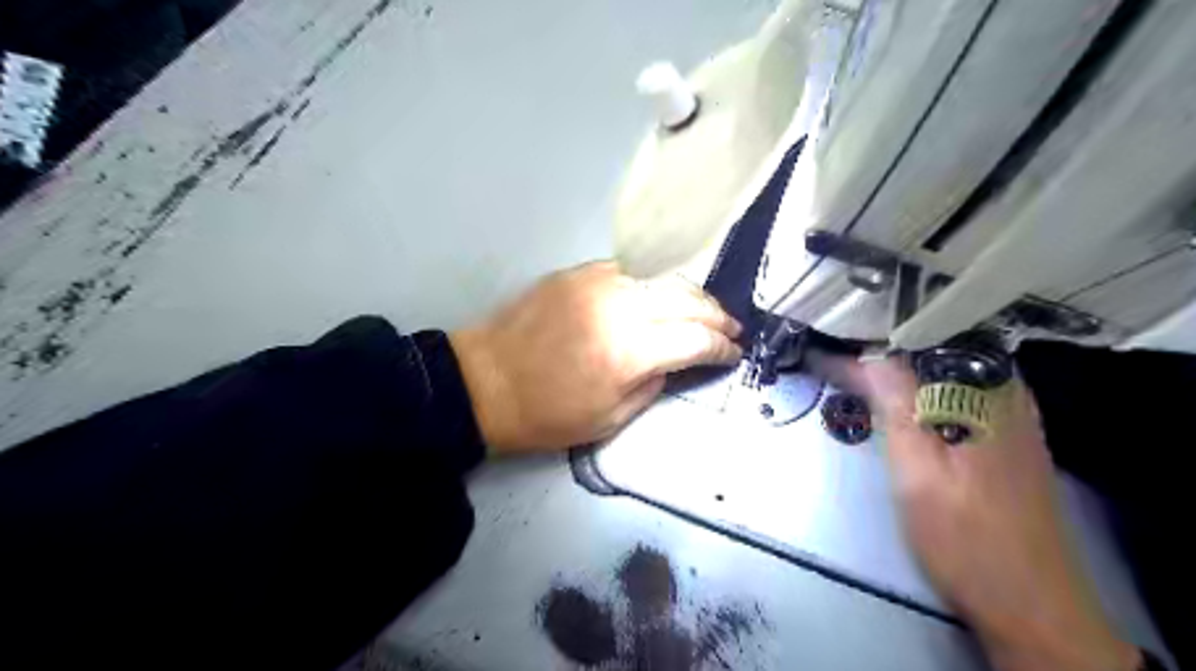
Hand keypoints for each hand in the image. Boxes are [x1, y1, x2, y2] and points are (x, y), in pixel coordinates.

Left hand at [453, 263, 745, 456]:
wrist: (484, 381)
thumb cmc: (545, 414)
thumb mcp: (608, 420)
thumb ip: (652, 385)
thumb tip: (673, 360)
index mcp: (628, 352)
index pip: (695, 339)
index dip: (721, 346)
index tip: (733, 353)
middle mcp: (619, 307)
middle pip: (686, 299)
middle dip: (716, 314)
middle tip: (731, 328)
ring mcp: (597, 282)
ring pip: (662, 277)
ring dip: (691, 293)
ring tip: (706, 309)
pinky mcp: (578, 272)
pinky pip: (631, 270)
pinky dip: (655, 281)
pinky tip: (662, 293)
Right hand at [861, 359, 1136, 670]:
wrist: (1031, 605)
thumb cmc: (966, 539)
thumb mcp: (919, 472)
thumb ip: (896, 409)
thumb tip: (869, 357)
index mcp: (985, 394)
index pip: (914, 348)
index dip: (868, 345)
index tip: (826, 349)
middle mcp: (1005, 393)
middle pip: (934, 352)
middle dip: (883, 351)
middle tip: (836, 356)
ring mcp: (1011, 415)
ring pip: (945, 372)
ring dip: (900, 369)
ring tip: (857, 372)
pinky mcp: (1008, 437)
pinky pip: (957, 393)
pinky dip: (921, 390)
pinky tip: (900, 401)